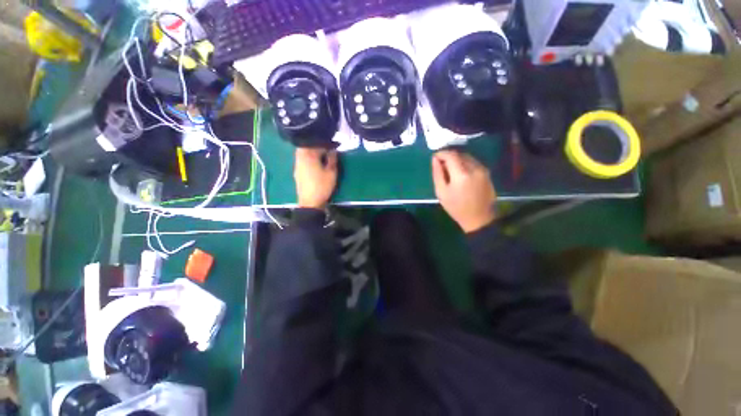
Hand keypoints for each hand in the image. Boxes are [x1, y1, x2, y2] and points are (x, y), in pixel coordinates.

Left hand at [294, 148, 337, 209]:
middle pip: (307, 146)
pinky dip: (308, 159)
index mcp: (309, 155)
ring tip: (321, 156)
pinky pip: (302, 160)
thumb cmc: (322, 186)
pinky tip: (314, 164)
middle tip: (326, 150)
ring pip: (303, 152)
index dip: (326, 144)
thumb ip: (332, 159)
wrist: (310, 202)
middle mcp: (300, 157)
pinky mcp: (296, 172)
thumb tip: (332, 150)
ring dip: (311, 152)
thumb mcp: (332, 173)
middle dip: (317, 146)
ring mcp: (297, 165)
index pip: (317, 144)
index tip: (333, 147)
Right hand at [432, 150, 496, 232]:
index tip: (435, 157)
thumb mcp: (441, 192)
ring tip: (450, 169)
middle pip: (459, 154)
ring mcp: (483, 170)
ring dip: (457, 159)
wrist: (479, 219)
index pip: (451, 155)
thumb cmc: (456, 207)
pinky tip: (460, 173)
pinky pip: (473, 162)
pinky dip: (464, 163)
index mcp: (461, 174)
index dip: (441, 153)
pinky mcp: (487, 173)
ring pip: (467, 157)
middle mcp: (474, 168)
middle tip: (441, 165)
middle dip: (449, 156)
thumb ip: (437, 173)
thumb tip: (435, 159)